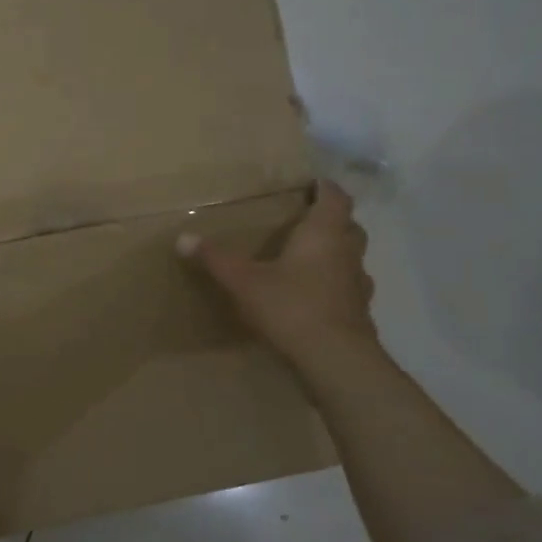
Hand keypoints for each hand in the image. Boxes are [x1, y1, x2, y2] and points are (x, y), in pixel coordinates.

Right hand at [181, 180, 376, 358]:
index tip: (312, 183)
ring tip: (308, 258)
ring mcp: (358, 284)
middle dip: (331, 220)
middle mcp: (347, 253)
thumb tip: (182, 238)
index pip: (335, 199)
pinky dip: (334, 285)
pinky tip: (315, 296)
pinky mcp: (359, 312)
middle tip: (306, 220)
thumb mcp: (243, 281)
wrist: (335, 358)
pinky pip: (348, 288)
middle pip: (348, 226)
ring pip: (351, 257)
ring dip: (336, 253)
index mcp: (323, 234)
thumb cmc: (291, 307)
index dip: (325, 188)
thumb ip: (215, 259)